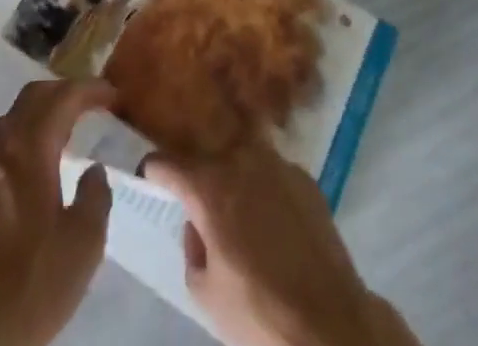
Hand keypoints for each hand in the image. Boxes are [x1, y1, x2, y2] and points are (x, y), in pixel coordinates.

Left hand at [0, 79, 116, 345]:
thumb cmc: (31, 283)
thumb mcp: (82, 245)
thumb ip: (95, 197)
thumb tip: (94, 170)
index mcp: (29, 148)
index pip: (62, 97)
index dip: (90, 89)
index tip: (113, 94)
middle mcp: (1, 147)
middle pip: (32, 97)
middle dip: (63, 91)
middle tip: (91, 102)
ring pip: (12, 118)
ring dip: (40, 112)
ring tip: (65, 128)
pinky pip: (0, 145)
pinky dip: (23, 137)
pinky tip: (35, 165)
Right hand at [143, 145, 419, 345]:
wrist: (328, 321)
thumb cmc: (258, 310)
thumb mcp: (205, 292)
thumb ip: (191, 248)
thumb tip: (197, 225)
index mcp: (208, 186)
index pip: (165, 163)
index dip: (154, 172)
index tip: (150, 179)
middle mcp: (240, 159)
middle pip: (207, 155)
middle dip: (199, 174)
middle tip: (200, 201)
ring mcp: (276, 163)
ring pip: (243, 159)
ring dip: (235, 176)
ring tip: (240, 207)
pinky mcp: (305, 177)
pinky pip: (274, 174)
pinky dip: (267, 188)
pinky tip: (274, 219)